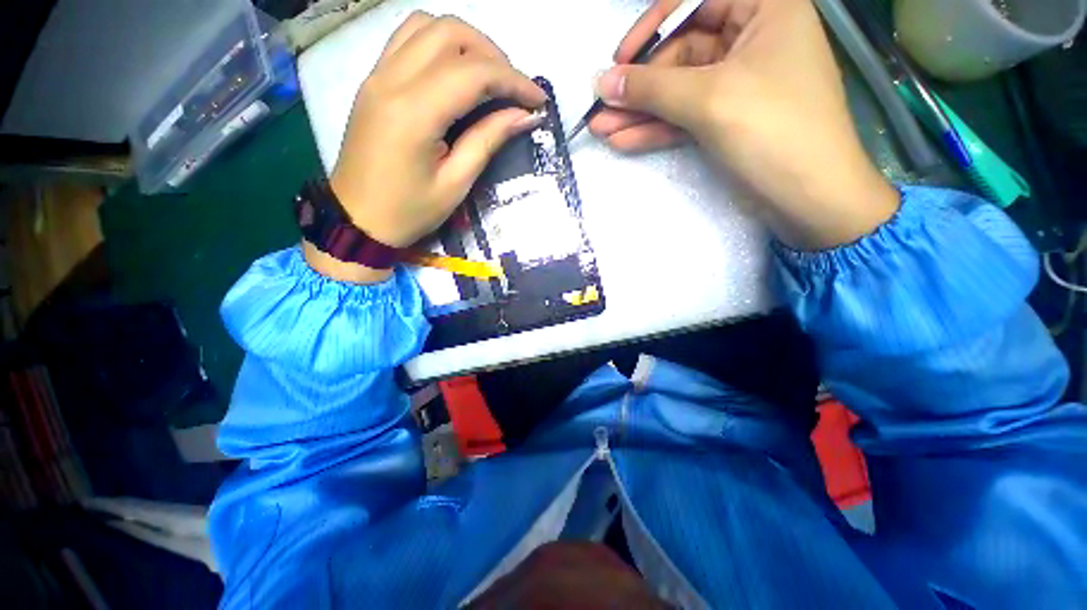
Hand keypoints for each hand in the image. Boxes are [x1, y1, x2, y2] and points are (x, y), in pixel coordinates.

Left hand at [310, 13, 545, 282]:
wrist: (358, 219)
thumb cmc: (409, 211)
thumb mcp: (456, 183)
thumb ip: (488, 140)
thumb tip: (524, 116)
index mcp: (415, 112)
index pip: (474, 73)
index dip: (514, 81)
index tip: (538, 100)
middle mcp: (392, 79)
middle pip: (451, 33)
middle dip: (493, 55)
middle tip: (514, 90)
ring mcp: (378, 74)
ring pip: (427, 26)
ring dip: (467, 43)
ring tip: (488, 77)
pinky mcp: (373, 80)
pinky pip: (408, 39)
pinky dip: (439, 44)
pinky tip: (455, 73)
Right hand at [589, 0, 898, 250]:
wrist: (807, 198)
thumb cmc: (773, 130)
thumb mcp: (708, 99)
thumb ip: (651, 88)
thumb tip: (602, 82)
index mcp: (766, 9)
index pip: (696, 1)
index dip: (653, 26)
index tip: (620, 58)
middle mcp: (752, 39)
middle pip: (681, 52)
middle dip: (639, 85)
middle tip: (599, 107)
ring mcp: (736, 84)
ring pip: (677, 91)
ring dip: (639, 112)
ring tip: (601, 128)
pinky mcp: (725, 120)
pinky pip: (683, 117)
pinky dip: (654, 129)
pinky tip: (622, 140)